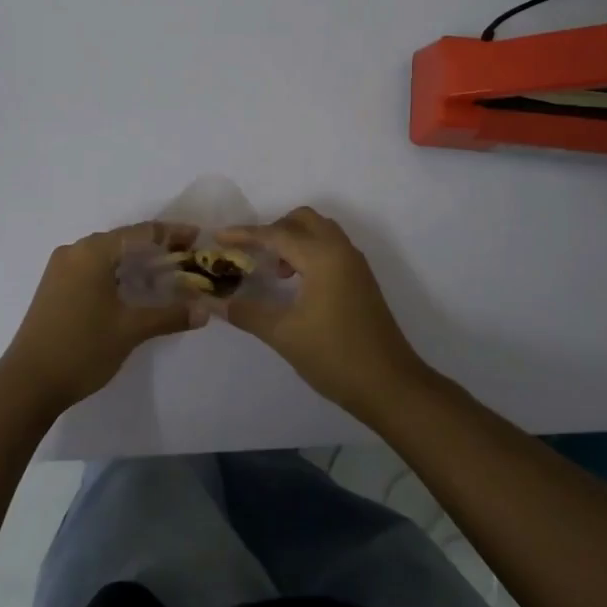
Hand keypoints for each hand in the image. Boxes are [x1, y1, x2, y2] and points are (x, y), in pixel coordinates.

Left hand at [0, 222, 201, 415]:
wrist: (27, 383)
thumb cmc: (82, 349)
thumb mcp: (130, 330)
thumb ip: (170, 315)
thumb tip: (205, 311)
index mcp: (92, 252)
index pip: (141, 233)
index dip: (172, 234)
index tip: (198, 237)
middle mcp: (74, 251)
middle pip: (123, 241)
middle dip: (156, 248)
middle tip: (186, 258)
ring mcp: (60, 269)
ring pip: (107, 256)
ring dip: (136, 262)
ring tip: (166, 273)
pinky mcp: (54, 287)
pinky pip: (93, 269)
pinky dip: (117, 274)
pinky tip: (134, 288)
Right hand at [219, 207, 426, 416]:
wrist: (391, 386)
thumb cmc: (335, 356)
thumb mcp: (284, 335)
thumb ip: (247, 313)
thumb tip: (215, 303)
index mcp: (322, 257)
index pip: (276, 234)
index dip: (245, 234)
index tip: (218, 237)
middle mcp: (341, 251)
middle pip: (303, 220)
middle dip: (274, 229)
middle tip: (252, 254)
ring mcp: (355, 265)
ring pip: (320, 232)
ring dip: (293, 240)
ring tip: (274, 271)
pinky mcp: (361, 280)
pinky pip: (331, 248)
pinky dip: (309, 252)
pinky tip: (296, 283)